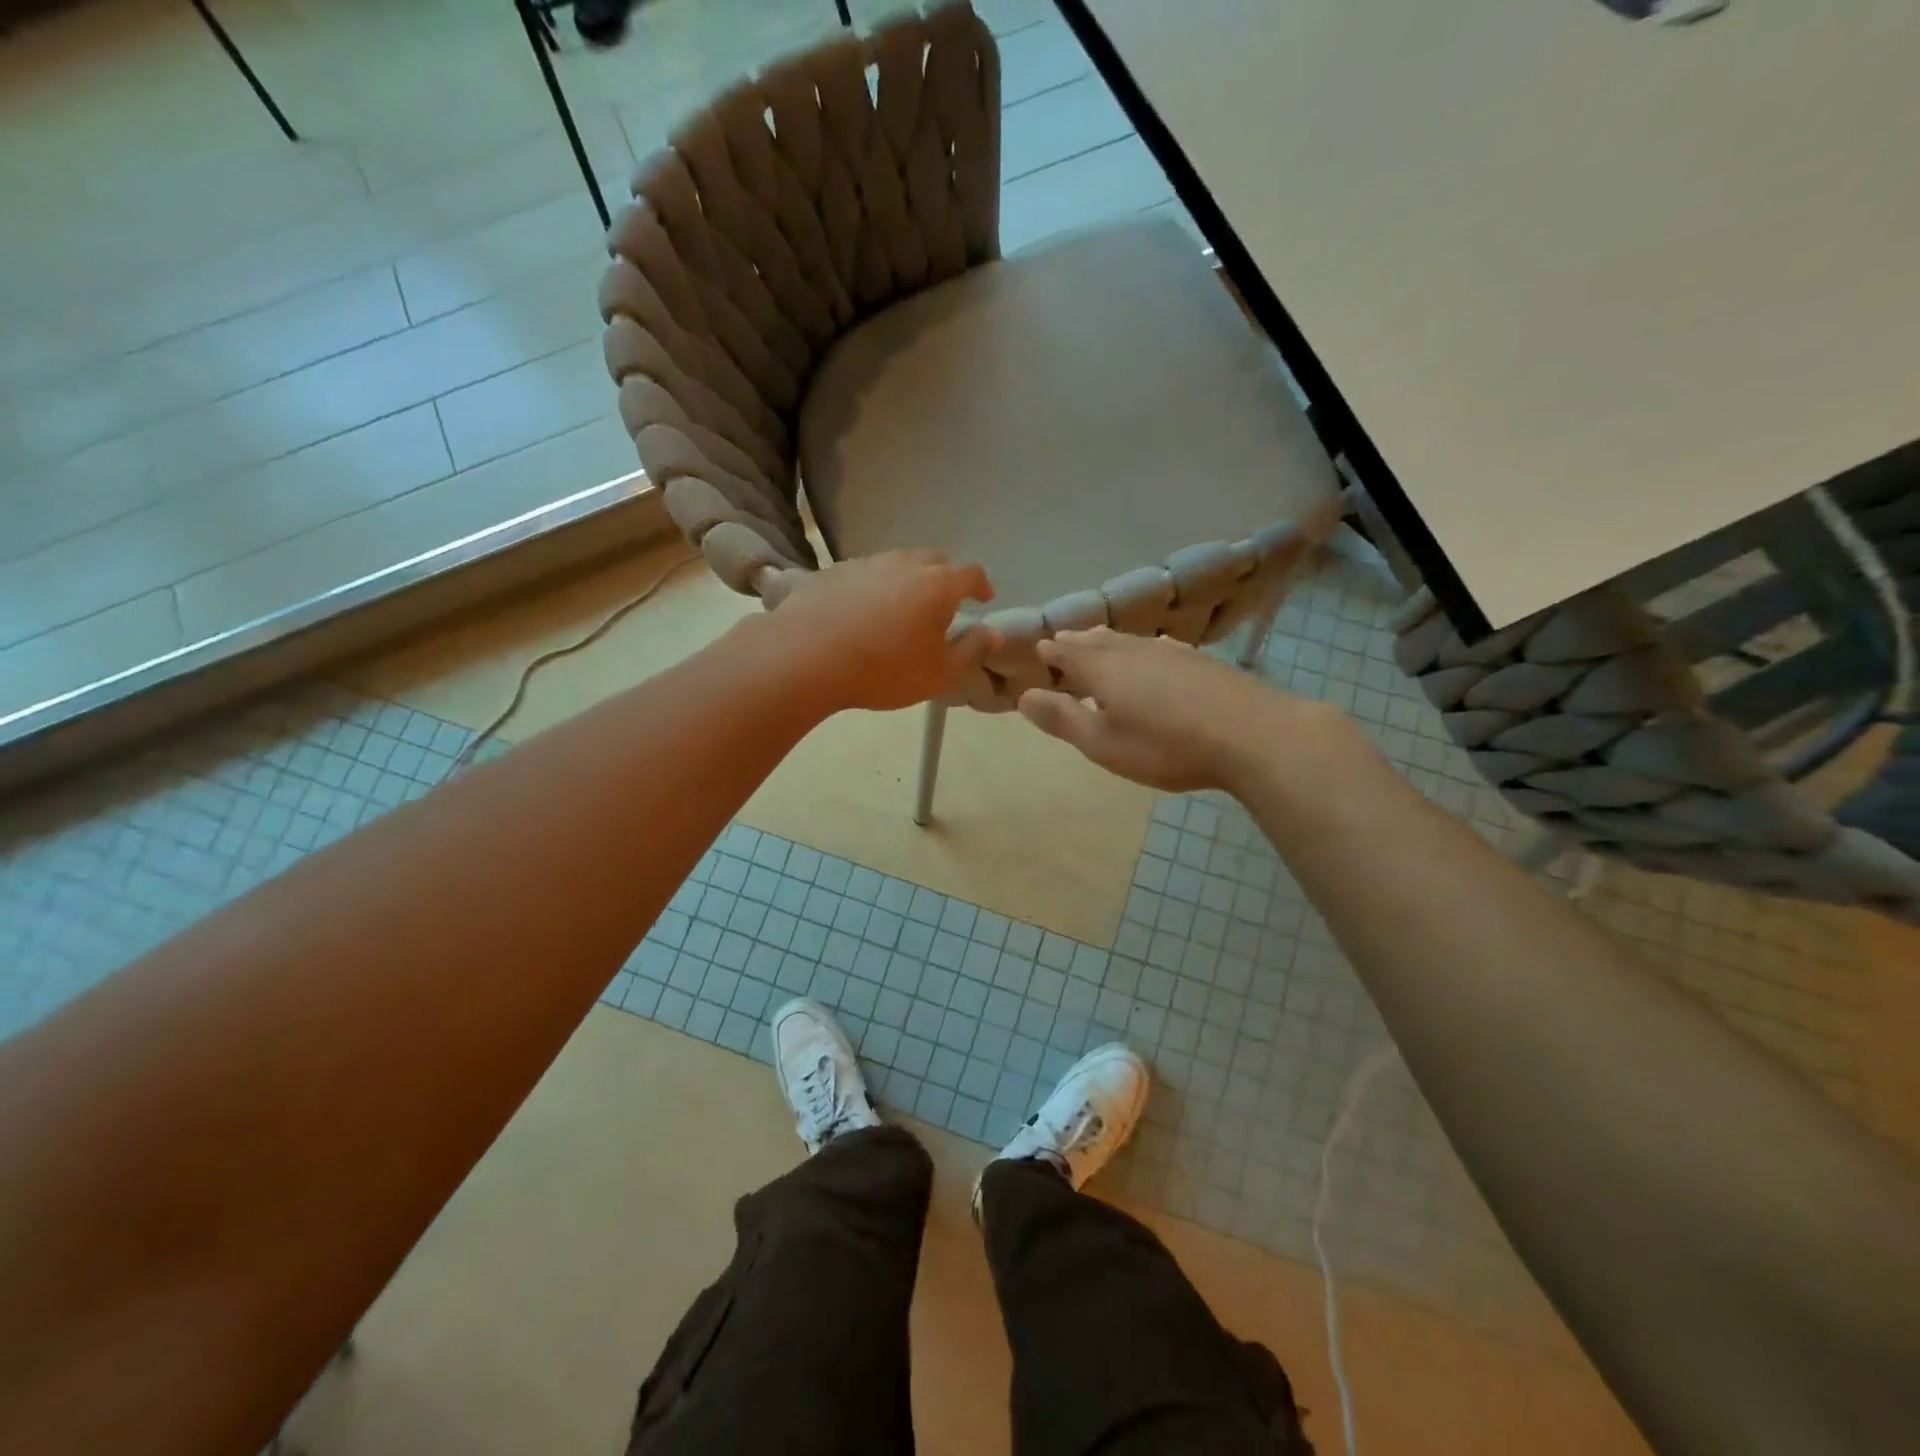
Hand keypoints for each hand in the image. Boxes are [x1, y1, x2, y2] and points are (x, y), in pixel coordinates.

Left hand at [764, 551, 1001, 711]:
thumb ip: (972, 651)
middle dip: (946, 576)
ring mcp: (866, 563)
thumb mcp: (939, 673)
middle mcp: (905, 563)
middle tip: (945, 601)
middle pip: (935, 559)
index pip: (970, 572)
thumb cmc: (884, 670)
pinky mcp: (833, 571)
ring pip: (898, 563)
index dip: (981, 584)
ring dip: (908, 579)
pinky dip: (874, 586)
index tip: (983, 598)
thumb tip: (993, 633)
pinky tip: (863, 611)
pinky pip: (865, 573)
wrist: (806, 657)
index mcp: (938, 584)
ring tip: (903, 606)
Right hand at [1018, 628, 1342, 792]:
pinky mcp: (1201, 661)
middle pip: (1099, 641)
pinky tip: (1153, 651)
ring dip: (1108, 641)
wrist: (1253, 735)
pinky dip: (1141, 647)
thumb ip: (1063, 719)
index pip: (1069, 653)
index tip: (1040, 648)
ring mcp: (1171, 652)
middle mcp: (1134, 652)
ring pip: (1129, 641)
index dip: (1053, 651)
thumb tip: (1024, 696)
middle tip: (1064, 639)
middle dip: (1078, 642)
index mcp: (1104, 670)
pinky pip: (1158, 646)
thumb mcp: (1104, 743)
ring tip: (1098, 640)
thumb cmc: (1167, 746)